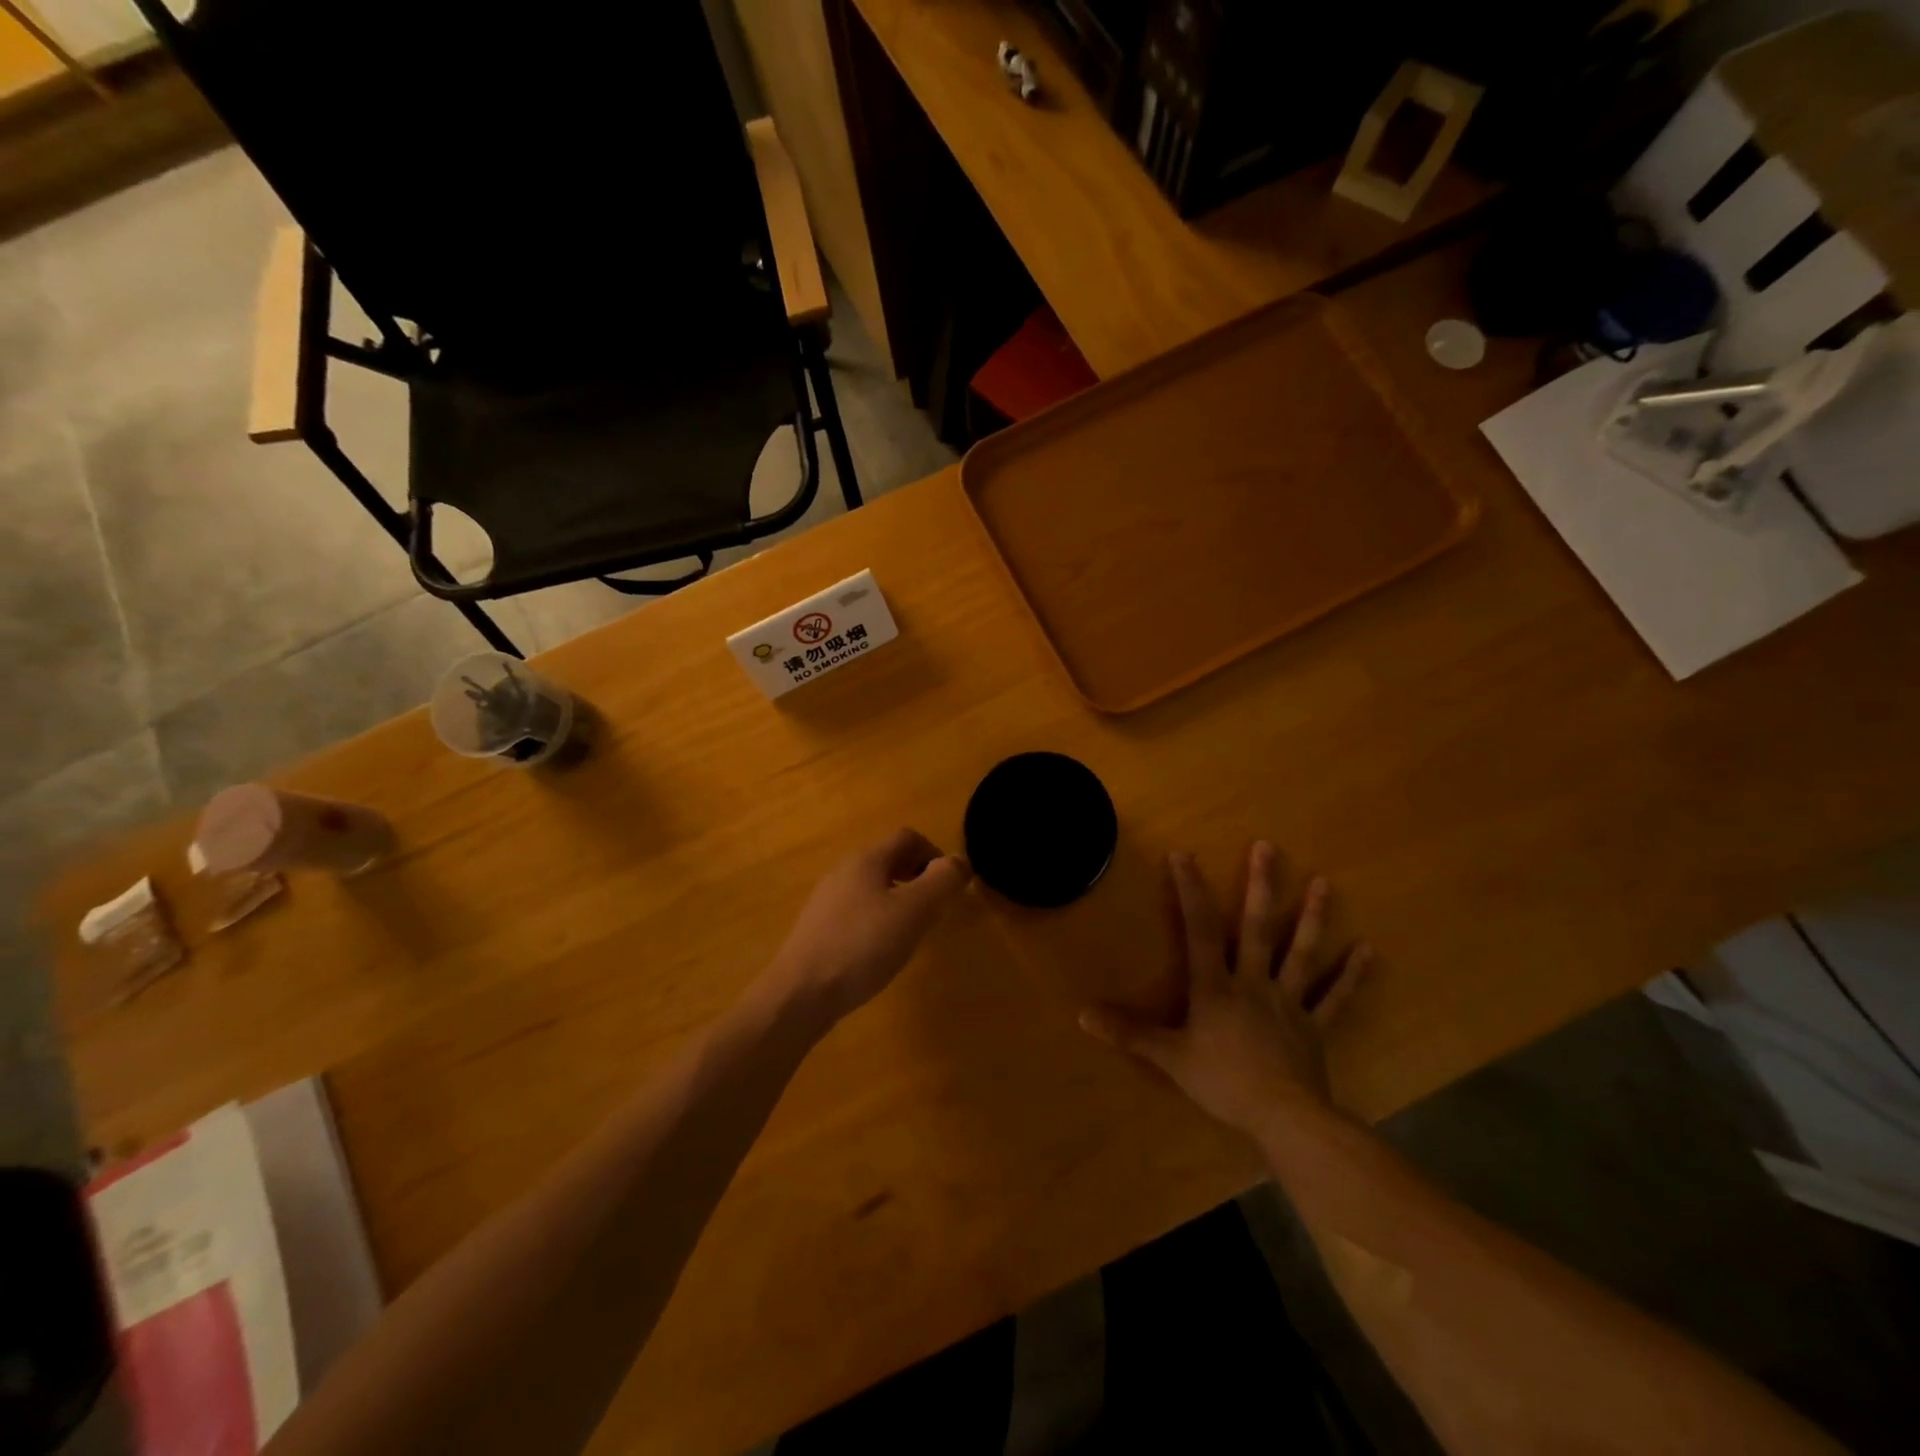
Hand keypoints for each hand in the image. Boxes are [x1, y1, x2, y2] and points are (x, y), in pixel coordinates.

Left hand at [764, 828, 970, 1025]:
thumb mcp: (913, 912)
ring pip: (872, 886)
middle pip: (888, 859)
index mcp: (866, 860)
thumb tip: (960, 861)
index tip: (949, 886)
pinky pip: (857, 911)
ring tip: (911, 930)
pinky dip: (878, 919)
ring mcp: (826, 901)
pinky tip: (880, 950)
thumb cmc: (862, 946)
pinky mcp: (818, 929)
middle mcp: (843, 872)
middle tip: (935, 907)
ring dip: (898, 898)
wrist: (800, 993)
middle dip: (917, 876)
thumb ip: (941, 882)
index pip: (907, 837)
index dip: (934, 853)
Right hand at [1080, 843, 1370, 1135]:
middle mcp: (1254, 983)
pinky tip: (1369, 950)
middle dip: (1261, 886)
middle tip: (1268, 847)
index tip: (1184, 855)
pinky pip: (1336, 998)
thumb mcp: (1169, 1056)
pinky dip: (1352, 975)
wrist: (1284, 1117)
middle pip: (1257, 928)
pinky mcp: (1316, 1026)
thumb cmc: (1223, 1082)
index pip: (1200, 929)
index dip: (1190, 891)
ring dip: (1312, 917)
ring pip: (1301, 952)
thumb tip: (1082, 1012)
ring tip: (1323, 882)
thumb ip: (1129, 1032)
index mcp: (1216, 986)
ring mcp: (1290, 1002)